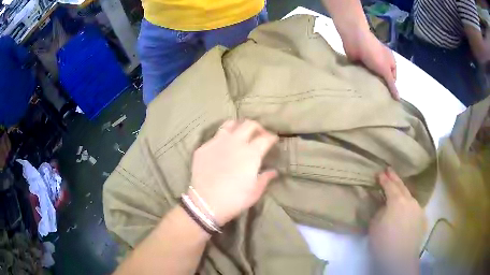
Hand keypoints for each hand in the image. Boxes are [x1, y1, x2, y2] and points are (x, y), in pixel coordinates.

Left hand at [190, 120, 277, 225]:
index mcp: (251, 153)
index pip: (265, 138)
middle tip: (259, 135)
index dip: (272, 137)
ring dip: (238, 127)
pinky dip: (222, 139)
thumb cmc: (235, 199)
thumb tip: (273, 171)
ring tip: (240, 135)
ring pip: (230, 124)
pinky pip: (215, 136)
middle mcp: (235, 142)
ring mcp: (217, 143)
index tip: (274, 140)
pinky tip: (222, 148)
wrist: (206, 203)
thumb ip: (265, 178)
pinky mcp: (203, 148)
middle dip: (258, 127)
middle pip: (249, 125)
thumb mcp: (255, 192)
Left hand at [341, 27, 398, 99]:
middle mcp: (381, 62)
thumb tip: (398, 99)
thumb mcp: (385, 70)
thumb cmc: (374, 53)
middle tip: (376, 100)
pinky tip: (359, 90)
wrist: (355, 38)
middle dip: (379, 87)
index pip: (392, 80)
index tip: (386, 99)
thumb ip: (391, 84)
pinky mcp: (359, 63)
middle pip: (382, 79)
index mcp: (390, 62)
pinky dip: (360, 79)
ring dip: (369, 84)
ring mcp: (369, 62)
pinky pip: (361, 74)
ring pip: (371, 77)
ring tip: (367, 97)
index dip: (390, 88)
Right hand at [369, 168, 426, 271]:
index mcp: (397, 201)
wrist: (400, 258)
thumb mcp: (375, 225)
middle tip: (389, 169)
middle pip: (402, 186)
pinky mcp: (421, 218)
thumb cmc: (384, 242)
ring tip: (398, 187)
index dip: (384, 179)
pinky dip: (408, 203)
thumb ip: (380, 211)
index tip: (379, 173)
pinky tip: (406, 206)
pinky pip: (414, 206)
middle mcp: (410, 201)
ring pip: (409, 196)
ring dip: (403, 190)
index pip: (390, 186)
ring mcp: (418, 209)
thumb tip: (384, 206)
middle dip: (395, 178)